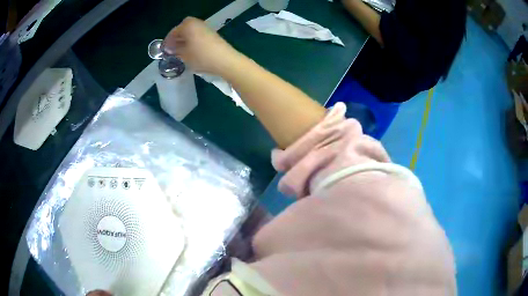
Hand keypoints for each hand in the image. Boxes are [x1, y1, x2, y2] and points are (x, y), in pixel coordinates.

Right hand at [163, 17, 240, 75]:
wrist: (225, 60)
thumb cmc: (201, 56)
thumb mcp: (184, 55)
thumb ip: (175, 50)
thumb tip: (170, 49)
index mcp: (188, 25)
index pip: (174, 31)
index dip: (168, 41)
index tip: (164, 50)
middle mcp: (197, 23)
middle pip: (183, 29)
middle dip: (177, 38)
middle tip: (172, 49)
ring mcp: (206, 28)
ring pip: (191, 32)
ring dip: (185, 39)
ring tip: (180, 52)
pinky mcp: (213, 35)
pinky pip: (198, 35)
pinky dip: (193, 41)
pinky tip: (191, 51)